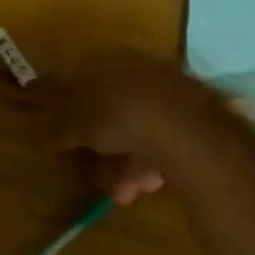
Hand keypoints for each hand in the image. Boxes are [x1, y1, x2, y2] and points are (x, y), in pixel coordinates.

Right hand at [60, 50, 202, 204]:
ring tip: (128, 193)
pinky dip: (156, 160)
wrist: (177, 122)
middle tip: (106, 181)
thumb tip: (59, 136)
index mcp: (104, 60)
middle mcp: (136, 67)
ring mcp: (168, 87)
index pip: (84, 87)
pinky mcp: (195, 109)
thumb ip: (64, 130)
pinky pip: (165, 136)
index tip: (77, 147)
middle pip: (115, 114)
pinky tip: (152, 183)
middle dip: (109, 154)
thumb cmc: (114, 116)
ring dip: (131, 166)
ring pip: (142, 130)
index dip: (78, 120)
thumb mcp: (75, 127)